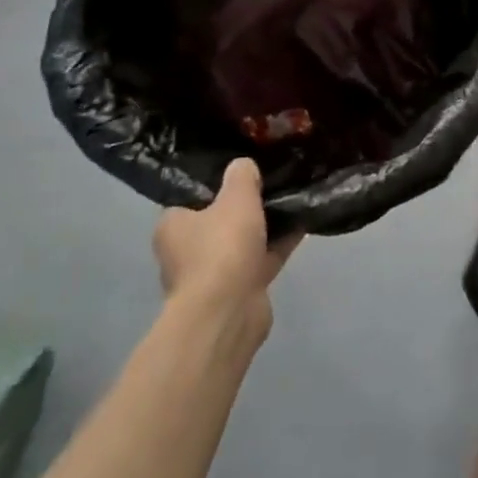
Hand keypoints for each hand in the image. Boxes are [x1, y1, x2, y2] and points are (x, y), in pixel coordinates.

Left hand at [153, 159, 299, 335]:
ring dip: (266, 226)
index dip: (216, 182)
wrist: (229, 312)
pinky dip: (279, 245)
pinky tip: (304, 223)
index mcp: (174, 225)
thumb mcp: (236, 197)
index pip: (192, 196)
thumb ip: (242, 175)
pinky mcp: (238, 291)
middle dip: (245, 205)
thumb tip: (244, 165)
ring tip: (294, 198)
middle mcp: (187, 251)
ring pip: (243, 240)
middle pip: (219, 219)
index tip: (241, 168)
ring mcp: (212, 274)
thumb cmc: (222, 247)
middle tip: (271, 180)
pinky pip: (261, 259)